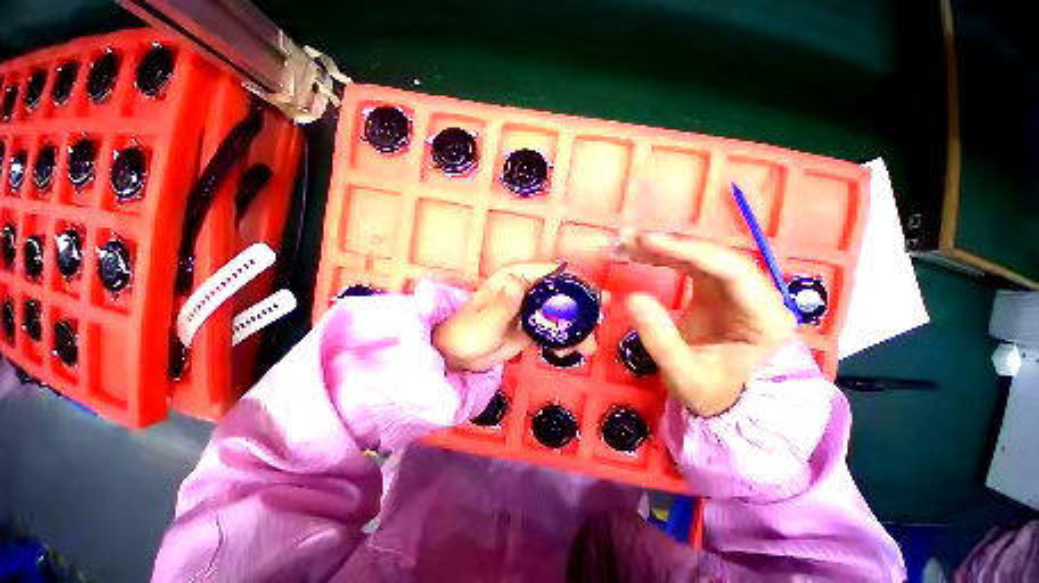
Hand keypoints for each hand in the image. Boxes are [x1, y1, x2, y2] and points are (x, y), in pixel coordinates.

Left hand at [433, 263, 598, 371]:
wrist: (458, 356)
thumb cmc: (466, 333)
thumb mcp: (485, 321)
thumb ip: (503, 304)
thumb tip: (519, 281)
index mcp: (515, 278)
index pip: (551, 272)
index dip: (575, 280)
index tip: (595, 296)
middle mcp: (527, 289)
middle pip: (562, 292)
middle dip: (582, 307)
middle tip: (598, 323)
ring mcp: (531, 309)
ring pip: (562, 312)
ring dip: (577, 328)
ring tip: (587, 348)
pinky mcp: (532, 326)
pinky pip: (554, 329)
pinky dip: (564, 340)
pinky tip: (566, 353)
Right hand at [617, 232, 794, 416]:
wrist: (720, 398)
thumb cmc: (710, 392)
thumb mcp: (683, 374)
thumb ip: (659, 339)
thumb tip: (633, 298)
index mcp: (764, 317)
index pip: (733, 270)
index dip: (690, 251)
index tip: (648, 243)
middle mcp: (754, 294)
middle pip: (715, 255)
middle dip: (671, 243)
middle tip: (630, 239)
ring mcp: (733, 289)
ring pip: (700, 255)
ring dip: (663, 245)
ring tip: (627, 242)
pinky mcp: (713, 289)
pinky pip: (688, 263)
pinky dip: (661, 255)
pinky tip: (639, 252)